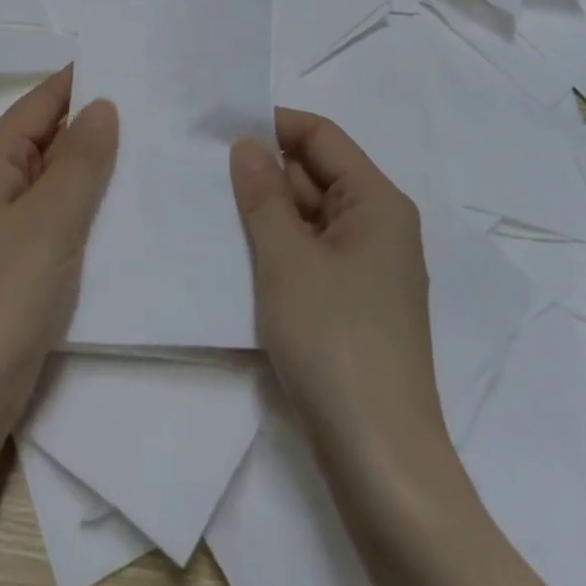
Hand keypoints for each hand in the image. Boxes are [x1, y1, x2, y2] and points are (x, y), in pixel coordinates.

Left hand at [0, 67, 118, 443]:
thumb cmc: (8, 293)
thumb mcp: (52, 217)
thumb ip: (81, 157)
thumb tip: (103, 104)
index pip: (41, 101)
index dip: (83, 82)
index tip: (133, 68)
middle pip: (48, 135)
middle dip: (96, 123)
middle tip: (158, 109)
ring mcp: (4, 220)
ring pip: (56, 174)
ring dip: (96, 164)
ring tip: (153, 147)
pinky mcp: (19, 253)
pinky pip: (58, 209)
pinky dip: (88, 200)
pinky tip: (127, 203)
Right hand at [230, 109, 445, 471]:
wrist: (380, 461)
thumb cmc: (334, 342)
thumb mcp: (287, 259)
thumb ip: (263, 195)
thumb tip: (248, 143)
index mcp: (378, 202)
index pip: (322, 137)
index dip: (274, 124)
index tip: (221, 129)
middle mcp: (380, 226)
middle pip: (317, 174)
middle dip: (265, 172)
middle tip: (205, 174)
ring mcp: (369, 269)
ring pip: (311, 217)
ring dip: (268, 213)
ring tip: (212, 212)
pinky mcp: (355, 304)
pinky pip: (313, 253)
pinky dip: (279, 248)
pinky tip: (239, 257)